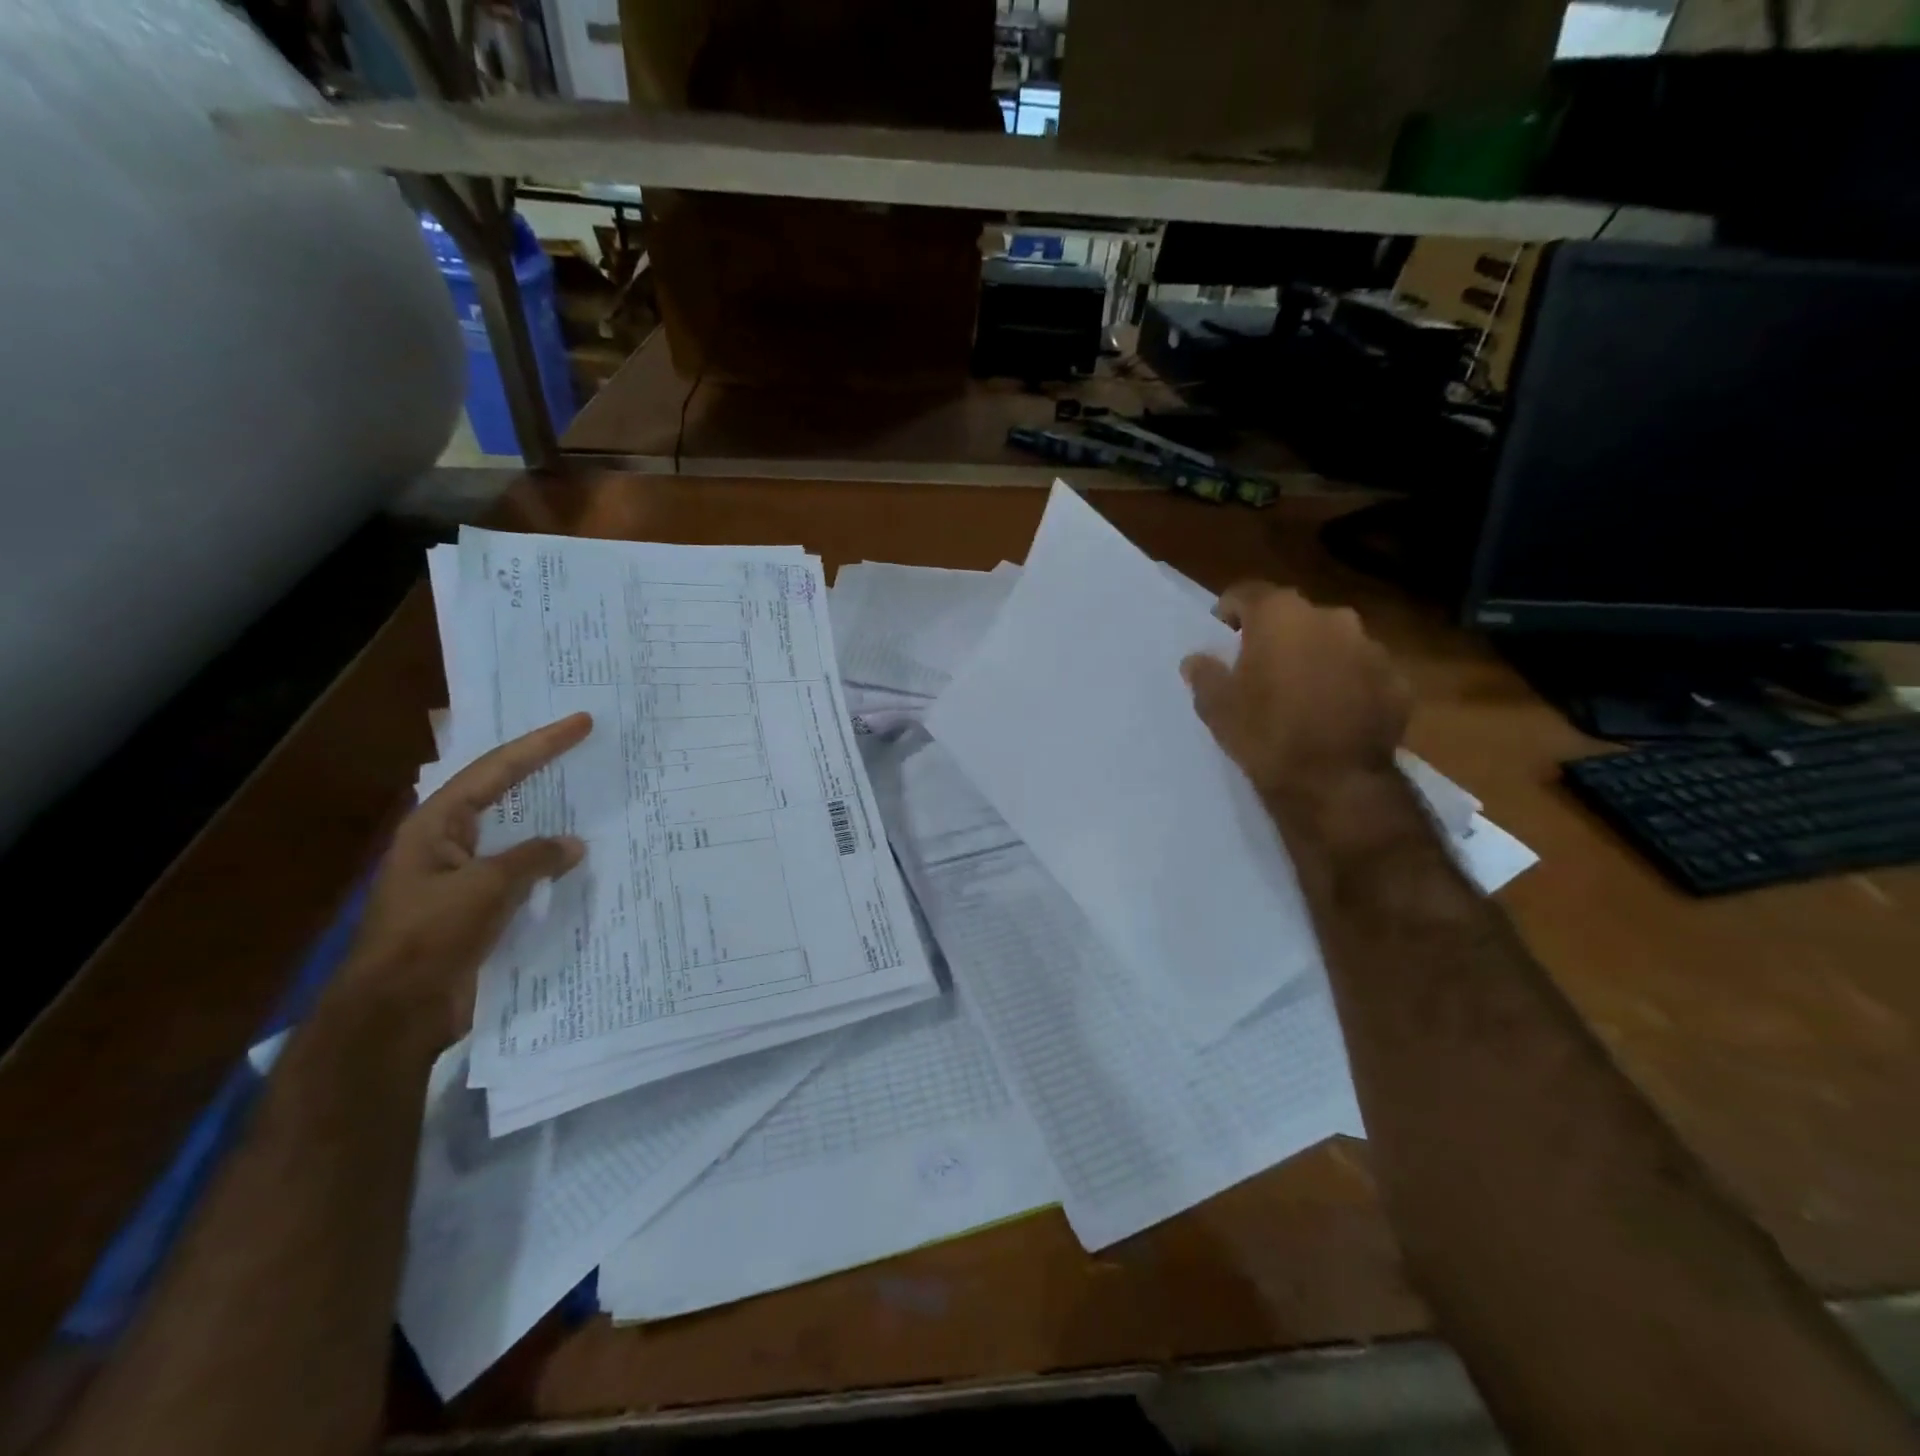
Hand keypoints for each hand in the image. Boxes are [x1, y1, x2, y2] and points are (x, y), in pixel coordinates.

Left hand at [337, 713, 593, 1045]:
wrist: (396, 1013)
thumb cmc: (431, 937)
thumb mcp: (486, 888)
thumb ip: (534, 858)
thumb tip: (573, 845)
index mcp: (436, 825)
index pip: (495, 770)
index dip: (541, 744)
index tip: (582, 723)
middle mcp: (448, 842)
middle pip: (502, 794)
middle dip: (542, 771)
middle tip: (585, 749)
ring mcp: (463, 876)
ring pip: (516, 835)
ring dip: (551, 820)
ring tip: (591, 799)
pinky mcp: (478, 908)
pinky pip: (522, 873)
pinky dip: (550, 864)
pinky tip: (578, 862)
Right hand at [1181, 584, 1411, 808]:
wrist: (1336, 782)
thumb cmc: (1265, 734)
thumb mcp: (1216, 707)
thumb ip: (1205, 674)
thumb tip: (1197, 660)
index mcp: (1281, 615)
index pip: (1247, 592)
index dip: (1230, 611)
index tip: (1222, 634)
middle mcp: (1330, 617)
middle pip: (1294, 616)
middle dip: (1277, 635)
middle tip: (1261, 669)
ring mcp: (1371, 647)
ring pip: (1333, 642)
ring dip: (1316, 658)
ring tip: (1302, 695)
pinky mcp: (1397, 680)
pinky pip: (1363, 673)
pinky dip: (1348, 684)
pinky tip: (1335, 715)